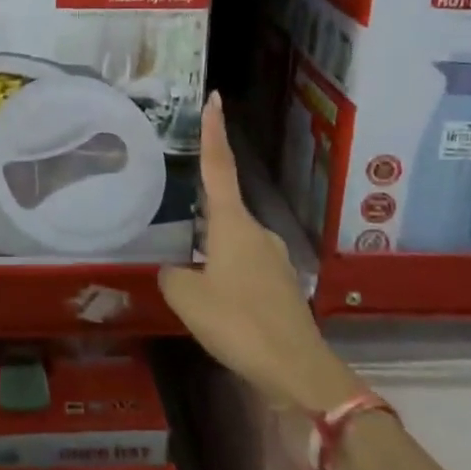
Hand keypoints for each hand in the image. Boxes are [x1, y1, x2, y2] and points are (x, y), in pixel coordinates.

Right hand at [159, 93, 361, 414]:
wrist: (297, 370)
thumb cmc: (239, 323)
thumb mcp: (188, 299)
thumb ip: (172, 275)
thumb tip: (173, 269)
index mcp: (233, 224)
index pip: (219, 167)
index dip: (214, 132)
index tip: (214, 99)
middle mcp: (256, 232)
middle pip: (222, 208)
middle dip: (200, 211)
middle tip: (174, 216)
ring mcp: (272, 257)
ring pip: (231, 241)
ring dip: (211, 250)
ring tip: (189, 274)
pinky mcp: (280, 284)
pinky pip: (243, 266)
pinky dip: (225, 272)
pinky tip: (214, 299)